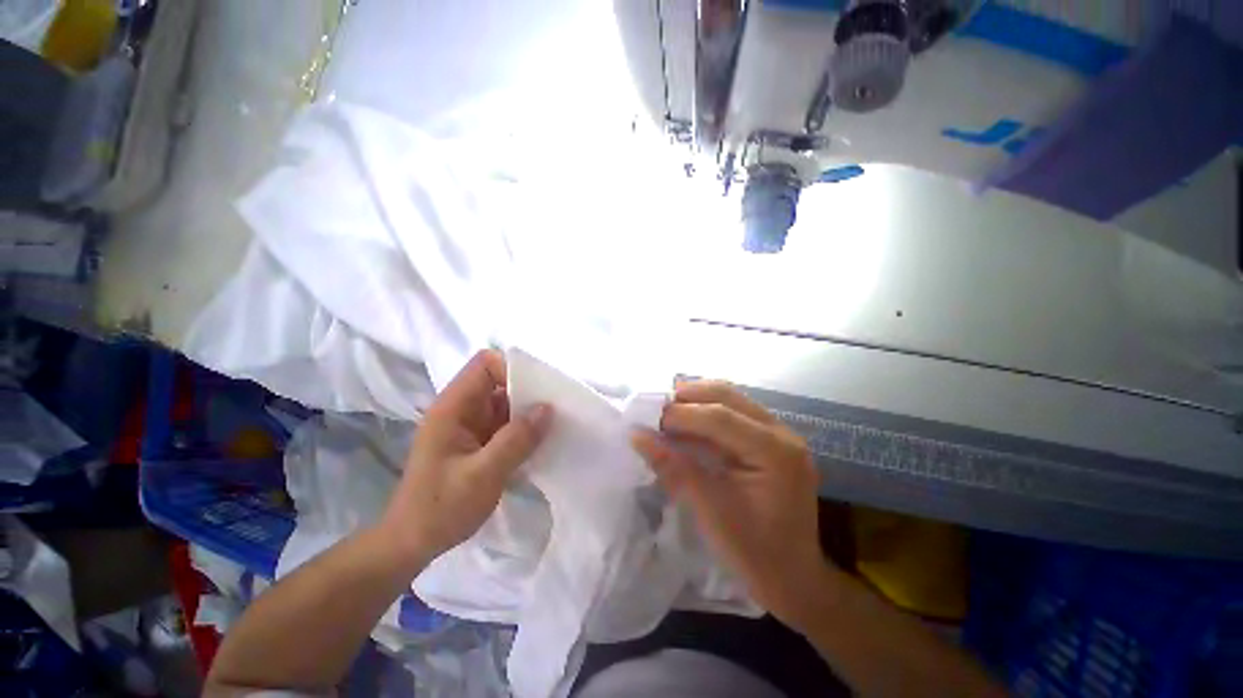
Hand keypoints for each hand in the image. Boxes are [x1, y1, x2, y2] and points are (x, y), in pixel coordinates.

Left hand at [380, 350, 551, 568]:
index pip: (485, 365)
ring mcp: (470, 426)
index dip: (512, 370)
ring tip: (553, 427)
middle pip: (500, 382)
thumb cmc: (440, 508)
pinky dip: (524, 429)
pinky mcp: (479, 442)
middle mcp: (462, 409)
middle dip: (528, 392)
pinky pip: (507, 424)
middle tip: (555, 411)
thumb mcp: (482, 475)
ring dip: (528, 413)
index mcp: (453, 407)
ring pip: (506, 404)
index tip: (537, 394)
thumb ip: (516, 440)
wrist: (412, 544)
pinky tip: (540, 443)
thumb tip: (548, 408)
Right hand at [632, 381, 831, 627]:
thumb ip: (673, 468)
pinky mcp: (772, 441)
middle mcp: (783, 433)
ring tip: (668, 408)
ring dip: (698, 398)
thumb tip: (637, 435)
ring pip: (733, 399)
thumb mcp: (709, 511)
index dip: (681, 413)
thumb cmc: (754, 553)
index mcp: (775, 453)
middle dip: (689, 396)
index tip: (648, 417)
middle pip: (729, 397)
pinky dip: (708, 410)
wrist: (795, 579)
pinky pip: (736, 412)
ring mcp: (781, 434)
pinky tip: (689, 419)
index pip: (721, 417)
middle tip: (656, 405)